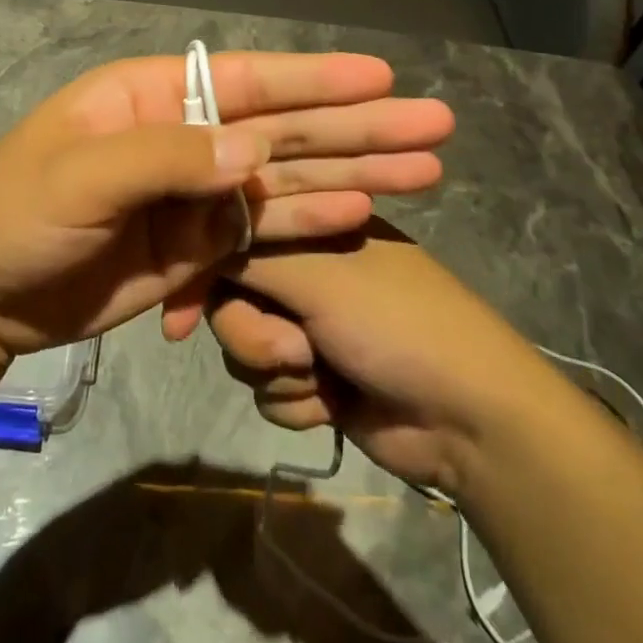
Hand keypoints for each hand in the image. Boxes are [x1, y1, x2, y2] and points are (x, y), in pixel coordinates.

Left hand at [0, 53, 452, 359]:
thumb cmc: (14, 215)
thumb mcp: (80, 177)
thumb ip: (167, 159)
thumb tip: (255, 151)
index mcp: (151, 97)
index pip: (245, 80)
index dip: (315, 79)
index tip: (381, 76)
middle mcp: (183, 135)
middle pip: (282, 127)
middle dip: (357, 126)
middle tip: (433, 125)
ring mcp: (193, 193)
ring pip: (285, 177)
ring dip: (352, 172)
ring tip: (423, 169)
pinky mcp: (195, 245)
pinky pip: (263, 229)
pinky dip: (310, 220)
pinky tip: (359, 210)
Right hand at [208, 221, 534, 495]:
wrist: (467, 419)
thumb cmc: (395, 321)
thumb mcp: (318, 273)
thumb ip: (249, 253)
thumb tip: (194, 241)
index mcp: (311, 223)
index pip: (235, 232)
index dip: (203, 271)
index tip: (176, 315)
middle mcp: (304, 267)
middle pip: (229, 296)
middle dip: (251, 333)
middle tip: (291, 349)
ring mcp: (308, 322)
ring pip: (243, 346)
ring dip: (277, 371)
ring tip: (321, 376)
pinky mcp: (313, 374)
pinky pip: (267, 388)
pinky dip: (296, 400)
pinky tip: (333, 404)